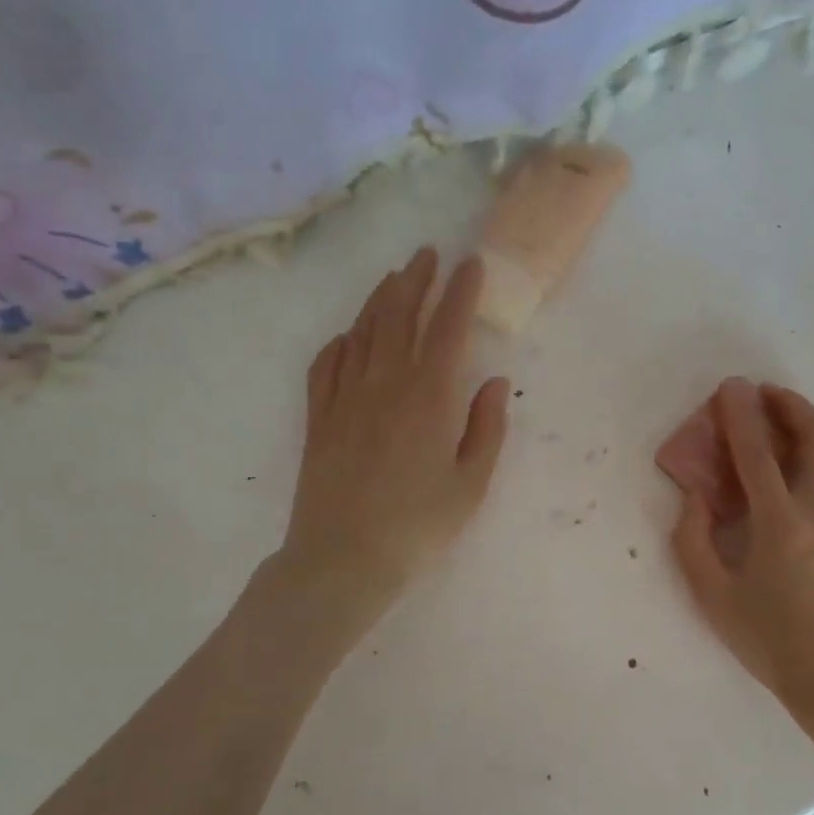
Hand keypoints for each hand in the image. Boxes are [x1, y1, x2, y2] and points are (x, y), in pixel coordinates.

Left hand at [279, 246, 509, 627]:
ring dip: (380, 299)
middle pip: (399, 316)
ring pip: (362, 332)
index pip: (448, 328)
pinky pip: (327, 364)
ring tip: (394, 278)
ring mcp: (345, 398)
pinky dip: (341, 342)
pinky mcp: (319, 418)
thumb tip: (494, 381)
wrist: (343, 559)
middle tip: (427, 255)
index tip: (471, 263)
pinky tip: (349, 336)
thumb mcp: (470, 485)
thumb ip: (486, 428)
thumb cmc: (418, 527)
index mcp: (430, 398)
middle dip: (416, 280)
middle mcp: (385, 384)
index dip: (461, 292)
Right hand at [671, 379, 813, 718]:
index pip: (758, 453)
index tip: (731, 387)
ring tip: (801, 417)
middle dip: (789, 403)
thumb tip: (696, 496)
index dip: (741, 414)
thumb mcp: (712, 596)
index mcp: (780, 524)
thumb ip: (693, 540)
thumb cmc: (770, 640)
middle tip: (765, 394)